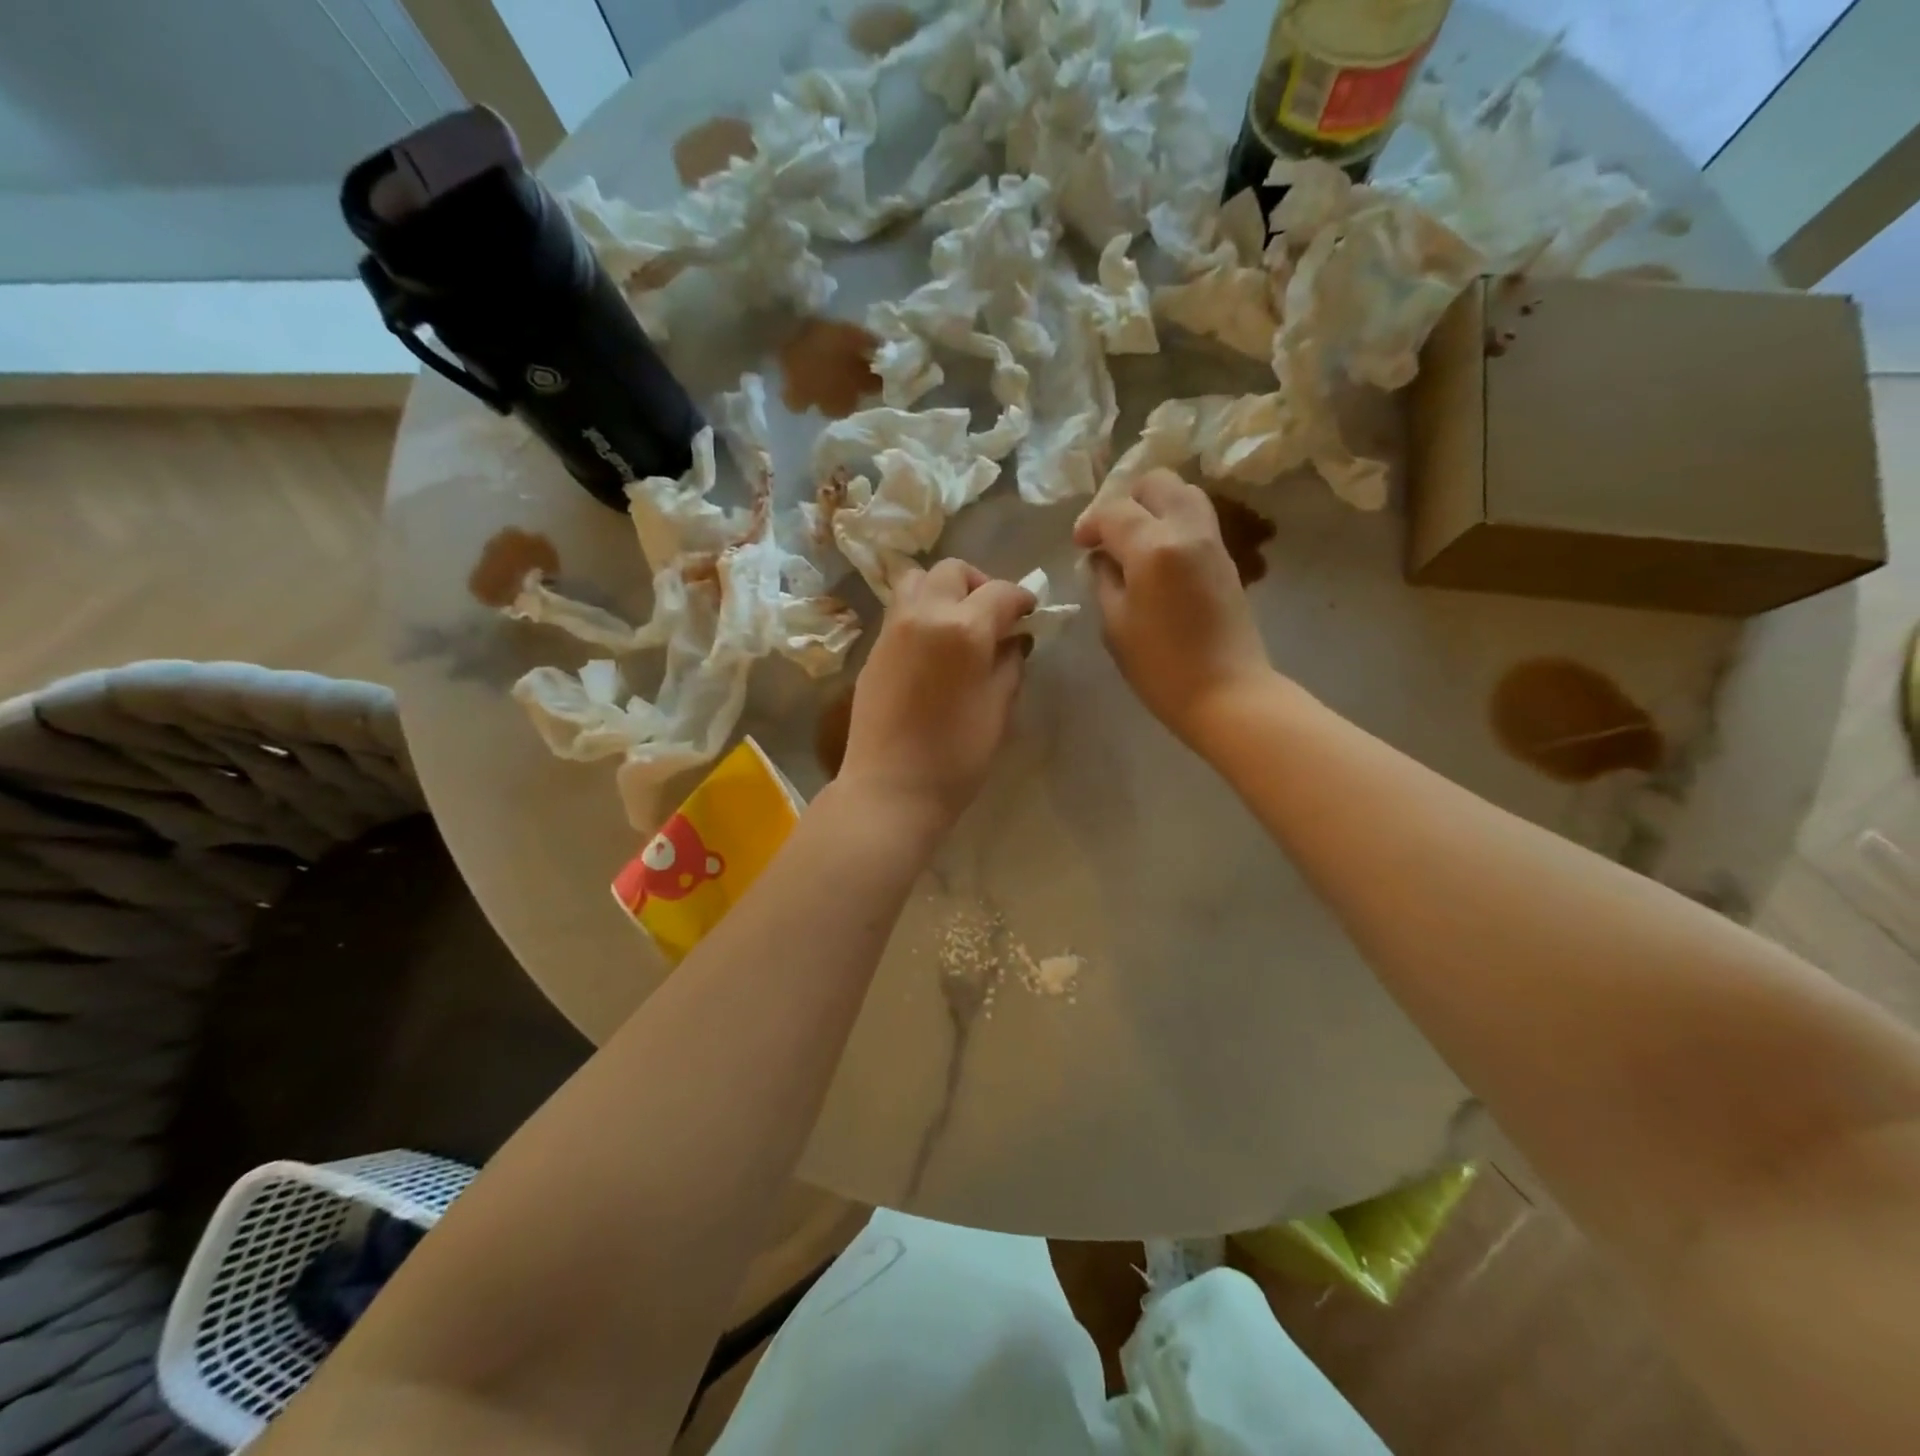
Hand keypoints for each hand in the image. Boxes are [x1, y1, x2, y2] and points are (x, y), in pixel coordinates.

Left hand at [838, 559, 1035, 834]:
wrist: (891, 788)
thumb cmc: (956, 756)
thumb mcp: (998, 710)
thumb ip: (1010, 665)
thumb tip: (1014, 641)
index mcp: (963, 629)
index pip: (1000, 592)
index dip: (1021, 599)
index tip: (1030, 614)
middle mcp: (924, 614)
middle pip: (953, 571)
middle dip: (979, 584)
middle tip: (992, 616)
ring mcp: (892, 629)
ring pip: (917, 580)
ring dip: (943, 589)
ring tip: (957, 623)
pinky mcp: (873, 648)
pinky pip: (899, 609)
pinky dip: (921, 610)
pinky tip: (933, 646)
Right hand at [1074, 469, 1271, 747]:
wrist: (1227, 693)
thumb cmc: (1160, 667)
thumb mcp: (1115, 625)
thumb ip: (1103, 580)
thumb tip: (1101, 558)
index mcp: (1154, 547)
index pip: (1114, 511)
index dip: (1090, 523)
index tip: (1080, 545)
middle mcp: (1187, 530)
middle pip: (1156, 483)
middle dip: (1127, 500)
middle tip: (1110, 535)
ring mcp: (1213, 541)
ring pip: (1183, 494)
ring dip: (1154, 506)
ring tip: (1135, 541)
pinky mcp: (1227, 558)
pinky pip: (1197, 519)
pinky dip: (1173, 522)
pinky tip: (1157, 557)